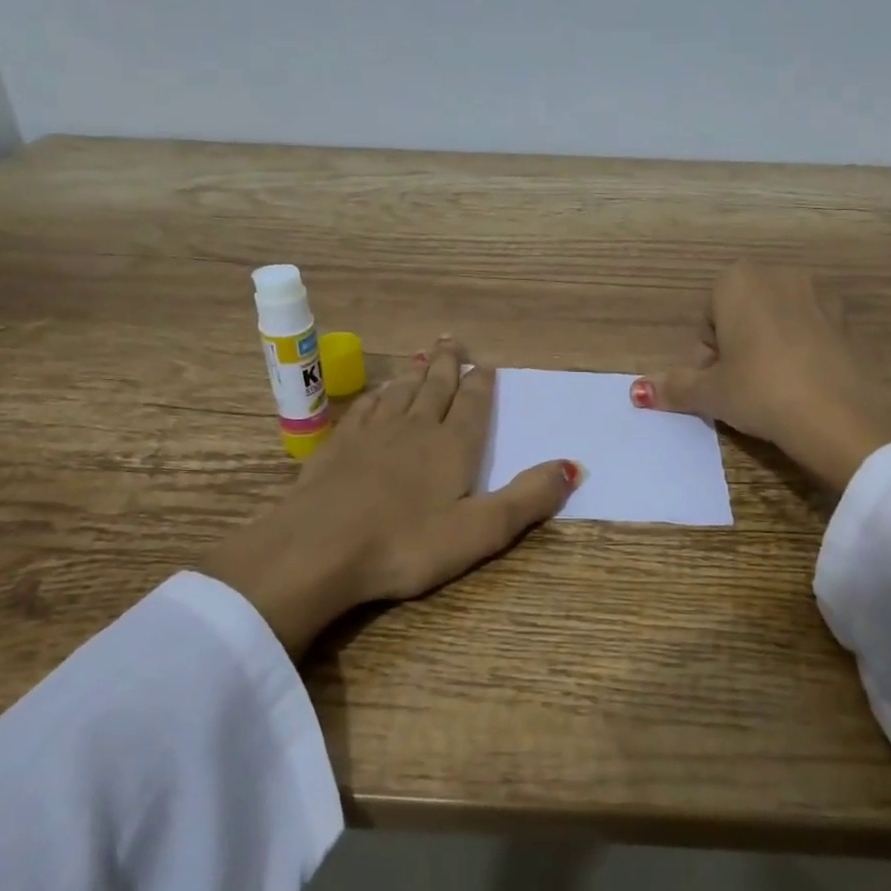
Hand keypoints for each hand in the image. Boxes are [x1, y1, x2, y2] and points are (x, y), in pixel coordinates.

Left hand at [202, 338, 577, 656]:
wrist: (318, 550)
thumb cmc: (406, 544)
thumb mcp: (480, 530)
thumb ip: (528, 498)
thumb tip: (573, 465)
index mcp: (453, 447)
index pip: (473, 406)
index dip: (481, 384)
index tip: (485, 363)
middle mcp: (415, 429)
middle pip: (436, 388)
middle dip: (448, 365)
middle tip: (453, 341)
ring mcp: (372, 435)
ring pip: (400, 393)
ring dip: (415, 374)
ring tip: (423, 359)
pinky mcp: (338, 447)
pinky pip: (365, 408)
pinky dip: (377, 395)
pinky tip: (378, 394)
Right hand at [631, 263, 890, 491]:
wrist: (837, 412)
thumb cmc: (759, 390)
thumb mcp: (711, 393)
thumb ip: (675, 386)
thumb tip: (638, 392)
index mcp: (737, 281)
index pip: (707, 319)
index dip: (706, 356)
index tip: (716, 384)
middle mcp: (778, 274)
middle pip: (740, 314)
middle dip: (735, 347)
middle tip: (739, 388)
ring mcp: (817, 292)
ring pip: (775, 321)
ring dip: (767, 347)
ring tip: (771, 388)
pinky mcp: (845, 317)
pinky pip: (808, 330)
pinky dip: (799, 350)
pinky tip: (801, 384)